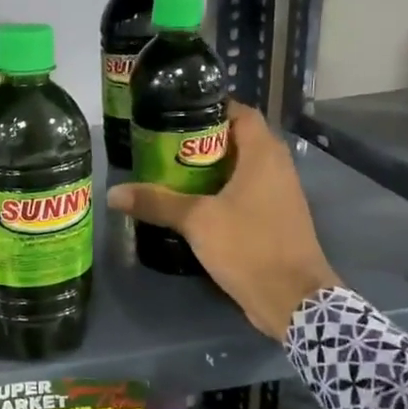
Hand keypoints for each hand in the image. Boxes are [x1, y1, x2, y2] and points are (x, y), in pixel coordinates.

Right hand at [108, 102, 338, 340]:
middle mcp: (277, 168)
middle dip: (203, 140)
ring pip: (242, 168)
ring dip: (211, 168)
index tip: (177, 113)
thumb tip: (113, 193)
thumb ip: (156, 203)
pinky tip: (194, 204)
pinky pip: (247, 191)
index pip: (241, 112)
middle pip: (238, 139)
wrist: (293, 301)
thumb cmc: (249, 246)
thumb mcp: (197, 221)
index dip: (211, 108)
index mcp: (264, 155)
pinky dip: (222, 191)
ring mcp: (280, 195)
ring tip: (172, 172)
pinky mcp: (276, 219)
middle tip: (165, 145)